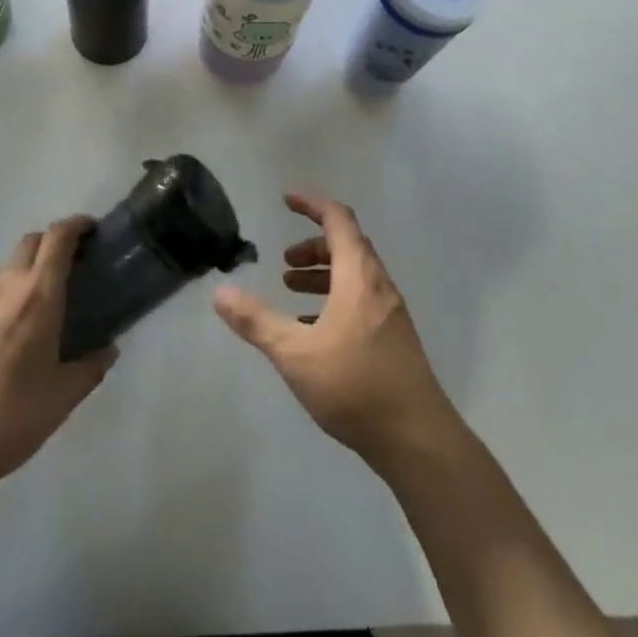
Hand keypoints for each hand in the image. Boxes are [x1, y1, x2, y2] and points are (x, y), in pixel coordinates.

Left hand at [0, 218, 115, 495]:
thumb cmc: (8, 420)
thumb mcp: (61, 399)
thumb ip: (89, 369)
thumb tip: (107, 351)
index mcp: (37, 298)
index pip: (57, 239)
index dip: (76, 225)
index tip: (92, 230)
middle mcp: (5, 290)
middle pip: (30, 242)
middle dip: (53, 242)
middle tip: (73, 264)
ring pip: (6, 267)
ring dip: (28, 268)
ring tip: (44, 299)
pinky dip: (7, 293)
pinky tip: (12, 330)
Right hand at [213, 192, 459, 470]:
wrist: (416, 437)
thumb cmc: (354, 385)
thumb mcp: (295, 353)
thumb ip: (257, 321)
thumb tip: (221, 292)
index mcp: (358, 275)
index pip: (338, 219)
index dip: (312, 203)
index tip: (286, 199)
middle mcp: (378, 284)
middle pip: (347, 245)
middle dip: (313, 245)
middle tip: (283, 261)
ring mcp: (390, 311)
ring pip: (354, 274)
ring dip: (323, 273)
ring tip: (291, 288)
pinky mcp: (394, 337)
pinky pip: (361, 299)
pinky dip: (335, 297)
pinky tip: (314, 328)